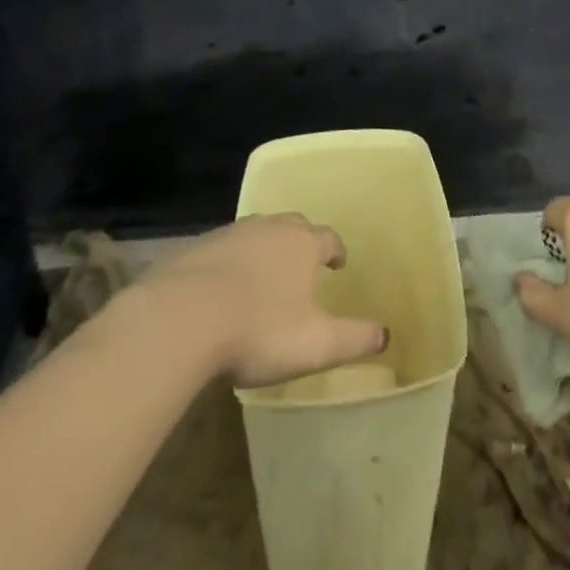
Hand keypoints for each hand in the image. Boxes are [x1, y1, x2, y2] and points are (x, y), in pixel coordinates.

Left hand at [143, 214, 388, 387]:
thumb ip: (354, 339)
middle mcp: (270, 228)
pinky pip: (222, 249)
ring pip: (256, 233)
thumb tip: (386, 335)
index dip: (336, 251)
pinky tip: (222, 287)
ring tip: (263, 274)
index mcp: (303, 244)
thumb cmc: (260, 329)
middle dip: (301, 242)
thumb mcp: (317, 344)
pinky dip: (229, 262)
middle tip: (302, 264)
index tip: (338, 264)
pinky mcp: (196, 248)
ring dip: (264, 249)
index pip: (328, 238)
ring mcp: (230, 234)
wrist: (182, 318)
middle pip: (293, 226)